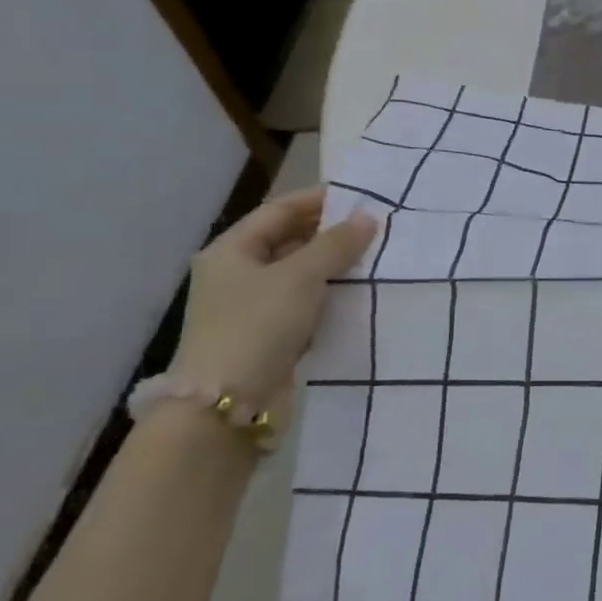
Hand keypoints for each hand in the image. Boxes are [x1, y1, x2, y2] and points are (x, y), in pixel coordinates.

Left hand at [169, 188, 378, 406]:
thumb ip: (336, 244)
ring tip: (375, 256)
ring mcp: (251, 307)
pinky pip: (304, 304)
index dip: (318, 200)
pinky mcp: (268, 336)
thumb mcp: (301, 277)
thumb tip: (368, 218)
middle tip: (374, 226)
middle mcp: (237, 274)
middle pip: (288, 241)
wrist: (227, 404)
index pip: (279, 211)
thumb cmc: (258, 326)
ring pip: (299, 274)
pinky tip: (358, 293)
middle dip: (329, 233)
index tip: (360, 196)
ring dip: (333, 266)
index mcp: (231, 250)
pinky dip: (329, 296)